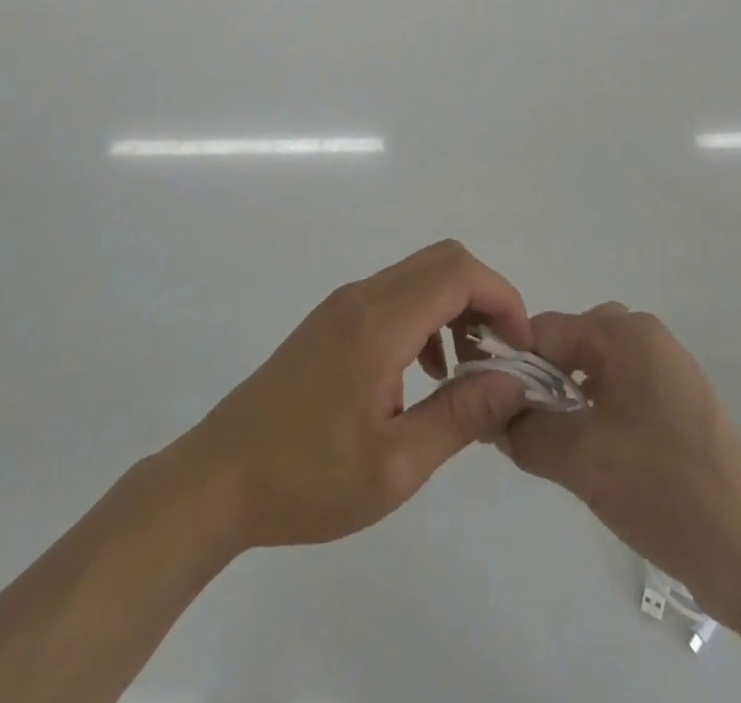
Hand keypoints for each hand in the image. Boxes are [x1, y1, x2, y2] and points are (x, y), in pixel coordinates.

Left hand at [176, 240, 534, 551]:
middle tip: (499, 358)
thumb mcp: (395, 466)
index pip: (458, 272)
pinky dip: (425, 318)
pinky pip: (394, 295)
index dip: (503, 299)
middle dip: (484, 299)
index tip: (520, 350)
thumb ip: (460, 416)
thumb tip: (513, 382)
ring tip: (466, 373)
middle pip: (443, 261)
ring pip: (418, 275)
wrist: (220, 477)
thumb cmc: (308, 479)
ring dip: (455, 308)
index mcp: (379, 322)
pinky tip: (424, 375)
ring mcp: (343, 305)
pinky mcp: (331, 321)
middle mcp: (362, 297)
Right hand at [499, 304, 740, 629]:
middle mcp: (644, 338)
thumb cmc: (667, 488)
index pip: (545, 330)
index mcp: (625, 333)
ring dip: (562, 401)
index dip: (510, 364)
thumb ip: (525, 430)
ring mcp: (661, 371)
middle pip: (567, 346)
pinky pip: (613, 393)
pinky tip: (583, 453)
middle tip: (518, 427)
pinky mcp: (671, 405)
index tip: (485, 402)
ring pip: (588, 372)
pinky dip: (588, 414)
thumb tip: (490, 417)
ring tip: (548, 444)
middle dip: (537, 382)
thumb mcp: (582, 459)